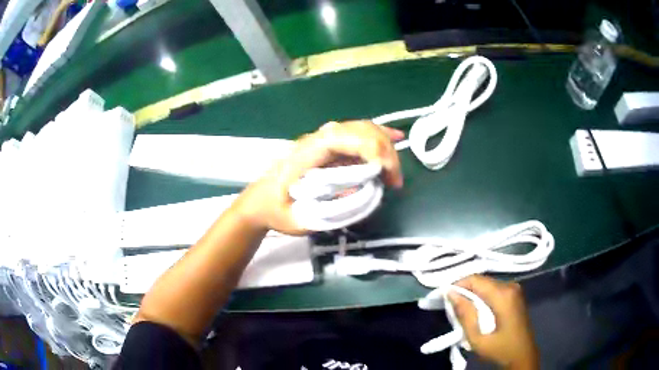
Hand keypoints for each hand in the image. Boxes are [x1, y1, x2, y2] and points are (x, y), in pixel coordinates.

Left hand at [232, 120, 403, 234]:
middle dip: (383, 151)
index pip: (342, 138)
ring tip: (394, 172)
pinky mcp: (328, 148)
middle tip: (393, 182)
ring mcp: (323, 141)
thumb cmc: (274, 211)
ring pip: (360, 129)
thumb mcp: (296, 220)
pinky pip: (357, 135)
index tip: (383, 174)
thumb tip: (361, 194)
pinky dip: (377, 137)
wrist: (258, 202)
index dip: (368, 148)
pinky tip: (394, 137)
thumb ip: (326, 210)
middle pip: (357, 130)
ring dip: (383, 145)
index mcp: (305, 154)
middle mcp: (315, 140)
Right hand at [448, 275, 538, 368]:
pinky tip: (476, 311)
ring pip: (487, 285)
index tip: (443, 297)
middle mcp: (510, 286)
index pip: (475, 279)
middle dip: (464, 291)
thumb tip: (451, 293)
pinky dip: (482, 298)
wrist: (522, 355)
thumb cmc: (500, 349)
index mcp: (503, 295)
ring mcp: (514, 289)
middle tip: (451, 307)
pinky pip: (493, 290)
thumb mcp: (478, 338)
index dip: (457, 285)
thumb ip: (465, 315)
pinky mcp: (515, 295)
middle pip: (481, 281)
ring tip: (462, 311)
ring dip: (472, 295)